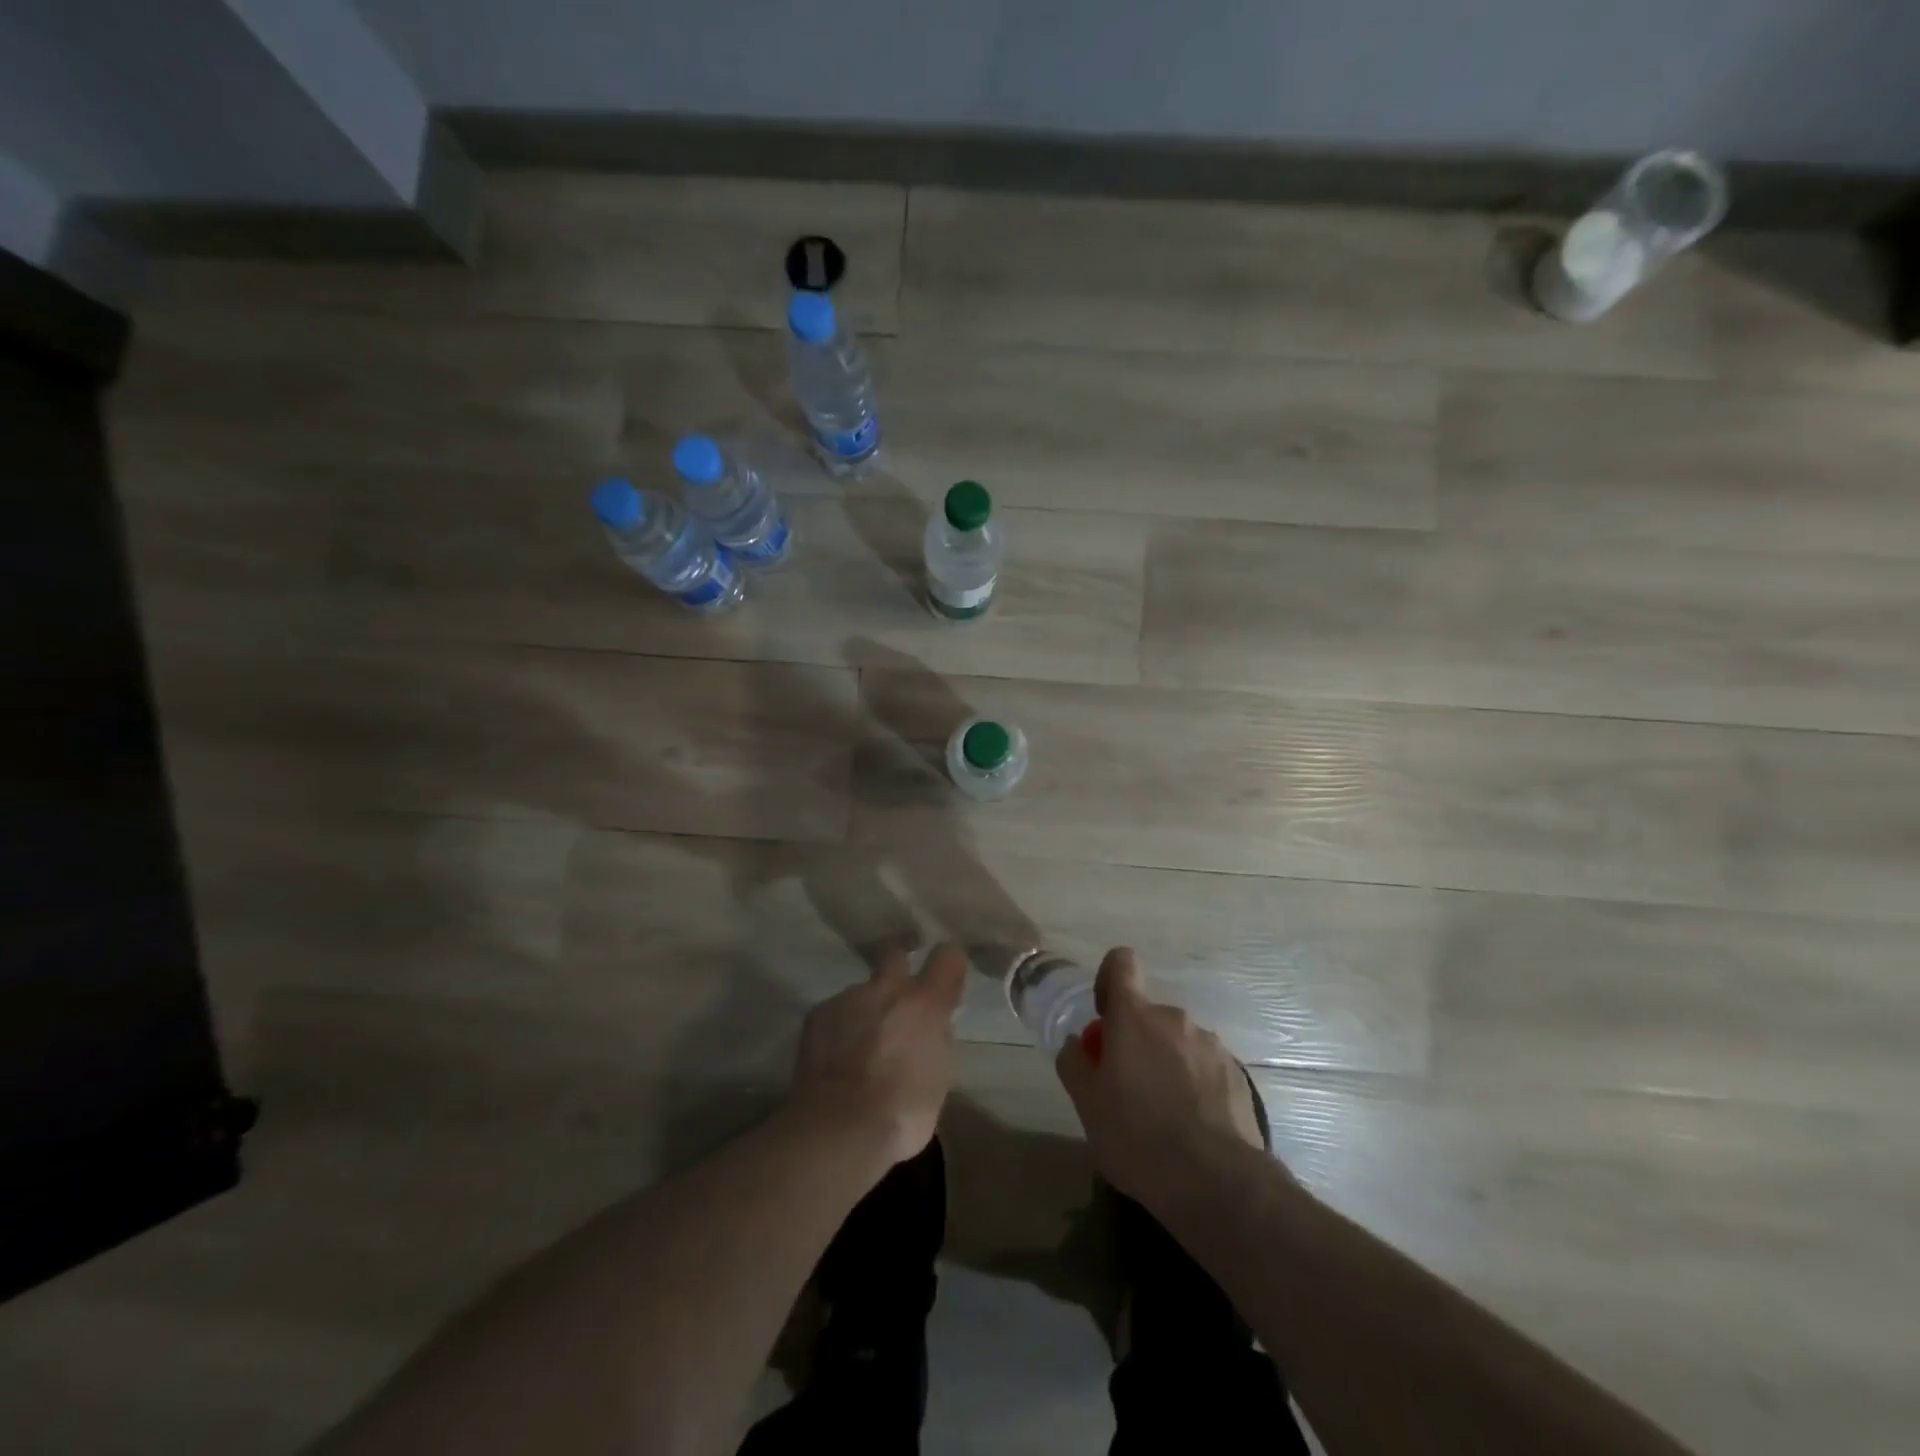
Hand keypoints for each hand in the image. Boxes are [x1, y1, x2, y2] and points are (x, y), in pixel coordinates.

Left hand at [789, 942, 968, 1166]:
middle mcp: (887, 989)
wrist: (837, 1128)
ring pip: (863, 991)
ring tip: (862, 1046)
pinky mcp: (818, 1014)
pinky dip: (841, 1028)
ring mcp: (848, 998)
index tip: (947, 978)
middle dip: (900, 963)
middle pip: (895, 952)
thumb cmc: (901, 1113)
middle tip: (901, 992)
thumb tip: (933, 1029)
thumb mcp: (939, 1080)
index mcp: (925, 1003)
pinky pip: (836, 1012)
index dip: (949, 964)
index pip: (948, 956)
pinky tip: (837, 1059)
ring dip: (867, 1009)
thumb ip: (937, 1042)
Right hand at [1055, 948, 1265, 1207]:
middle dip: (1136, 1041)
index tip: (1104, 1015)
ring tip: (1163, 1114)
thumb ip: (1074, 1063)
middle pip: (1148, 1015)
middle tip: (1127, 1087)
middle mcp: (1175, 1019)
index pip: (1121, 963)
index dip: (1109, 979)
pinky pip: (1204, 1067)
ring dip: (1166, 1063)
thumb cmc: (1137, 1137)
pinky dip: (1194, 1084)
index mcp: (1134, 1017)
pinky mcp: (1237, 1074)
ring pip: (1177, 1042)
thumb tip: (1076, 1043)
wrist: (1216, 1182)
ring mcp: (1210, 1045)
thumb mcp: (1087, 1105)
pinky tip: (1191, 1125)